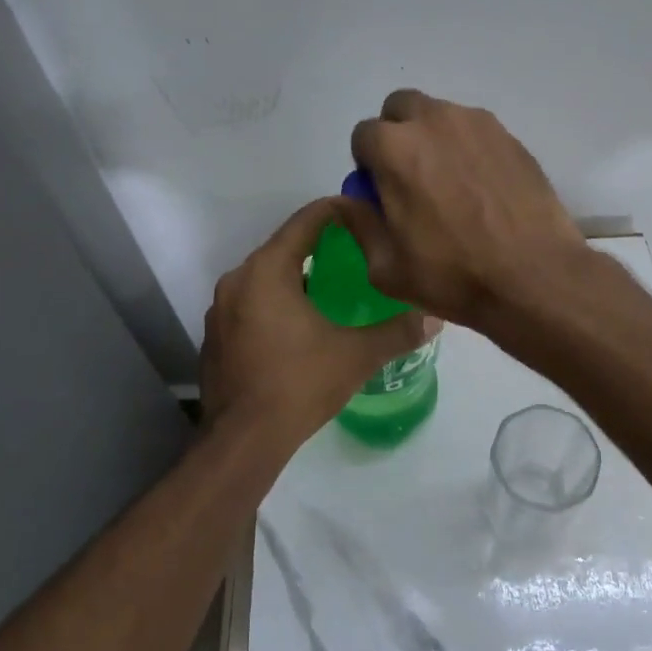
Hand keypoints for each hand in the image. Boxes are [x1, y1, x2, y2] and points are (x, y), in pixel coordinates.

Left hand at [200, 198, 429, 447]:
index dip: (338, 211)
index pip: (306, 221)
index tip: (366, 215)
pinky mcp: (216, 335)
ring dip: (298, 277)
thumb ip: (397, 332)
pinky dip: (277, 302)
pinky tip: (301, 326)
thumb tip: (435, 317)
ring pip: (266, 276)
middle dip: (321, 246)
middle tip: (359, 254)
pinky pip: (251, 302)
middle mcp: (238, 279)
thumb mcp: (356, 355)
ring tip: (335, 289)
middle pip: (284, 246)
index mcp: (267, 270)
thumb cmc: (298, 384)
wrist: (242, 440)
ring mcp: (220, 308)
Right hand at [342, 90, 591, 327]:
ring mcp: (478, 124)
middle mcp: (434, 121)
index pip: (363, 135)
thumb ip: (359, 224)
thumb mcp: (386, 267)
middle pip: (401, 108)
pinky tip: (482, 189)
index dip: (367, 165)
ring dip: (434, 139)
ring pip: (441, 116)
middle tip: (410, 178)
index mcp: (395, 148)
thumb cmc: (452, 275)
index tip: (381, 193)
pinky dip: (469, 150)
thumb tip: (349, 201)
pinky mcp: (511, 137)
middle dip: (397, 135)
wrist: (534, 276)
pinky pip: (476, 132)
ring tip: (451, 185)